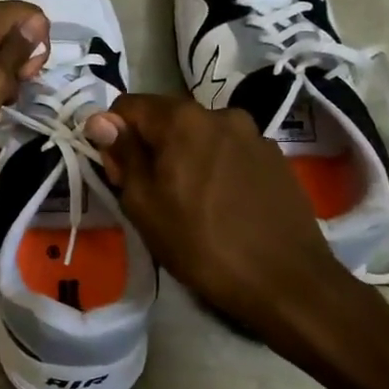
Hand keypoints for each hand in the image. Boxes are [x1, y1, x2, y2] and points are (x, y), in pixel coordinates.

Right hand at [84, 95, 353, 345]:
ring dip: (185, 156)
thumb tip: (100, 120)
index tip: (119, 173)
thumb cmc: (202, 245)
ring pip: (199, 135)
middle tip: (150, 193)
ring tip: (190, 201)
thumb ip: (123, 155)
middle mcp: (220, 113)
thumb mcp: (145, 205)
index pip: (128, 105)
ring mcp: (253, 134)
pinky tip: (222, 203)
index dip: (113, 135)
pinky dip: (215, 166)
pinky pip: (228, 150)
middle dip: (150, 145)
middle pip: (166, 117)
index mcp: (183, 119)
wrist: (288, 282)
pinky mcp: (275, 157)